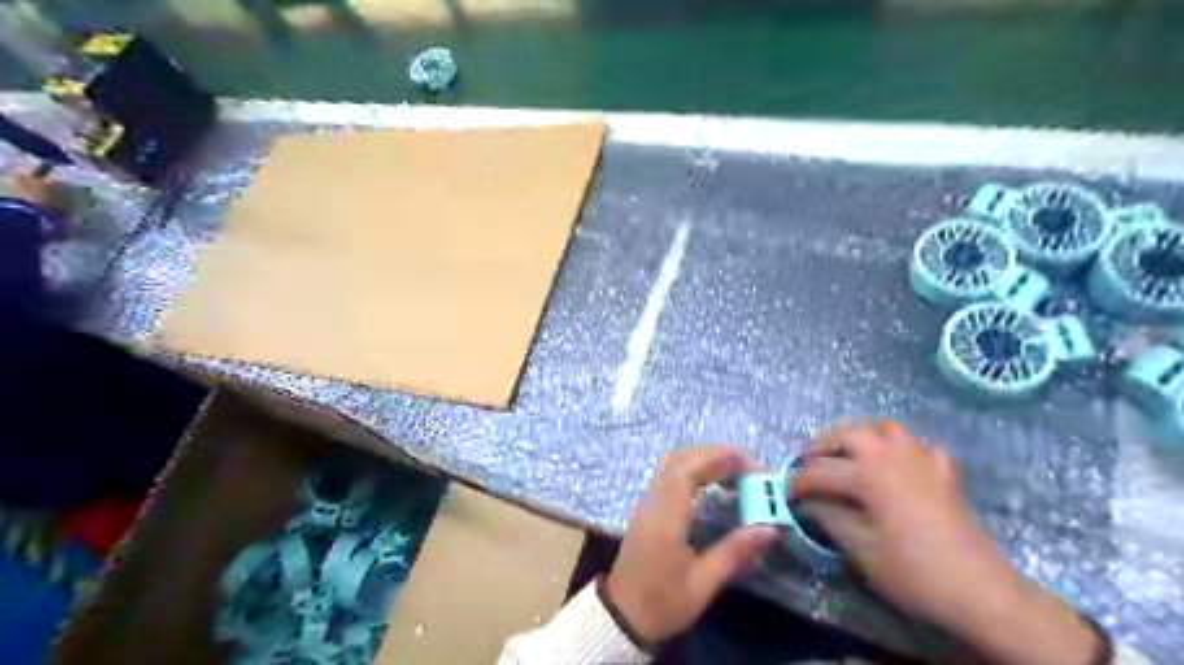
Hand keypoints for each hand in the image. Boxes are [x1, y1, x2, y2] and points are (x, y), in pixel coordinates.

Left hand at [606, 446, 783, 642]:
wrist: (622, 615)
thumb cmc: (663, 602)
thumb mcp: (702, 584)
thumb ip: (734, 552)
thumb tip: (770, 529)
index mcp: (666, 517)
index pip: (688, 470)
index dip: (717, 459)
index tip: (747, 461)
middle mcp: (653, 501)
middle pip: (679, 460)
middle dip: (713, 454)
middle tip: (745, 464)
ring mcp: (647, 502)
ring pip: (671, 464)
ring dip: (701, 459)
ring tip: (733, 470)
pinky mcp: (647, 508)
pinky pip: (668, 474)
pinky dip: (691, 469)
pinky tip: (710, 483)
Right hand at [789, 420, 1094, 663]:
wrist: (979, 590)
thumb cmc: (912, 571)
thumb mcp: (860, 550)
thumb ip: (828, 518)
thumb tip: (808, 503)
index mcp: (867, 473)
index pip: (820, 471)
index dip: (797, 482)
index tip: (785, 493)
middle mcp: (891, 455)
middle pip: (848, 433)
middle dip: (822, 445)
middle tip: (809, 464)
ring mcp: (922, 460)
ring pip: (886, 428)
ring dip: (862, 436)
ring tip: (849, 456)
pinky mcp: (944, 474)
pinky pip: (920, 447)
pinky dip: (904, 450)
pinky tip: (899, 467)